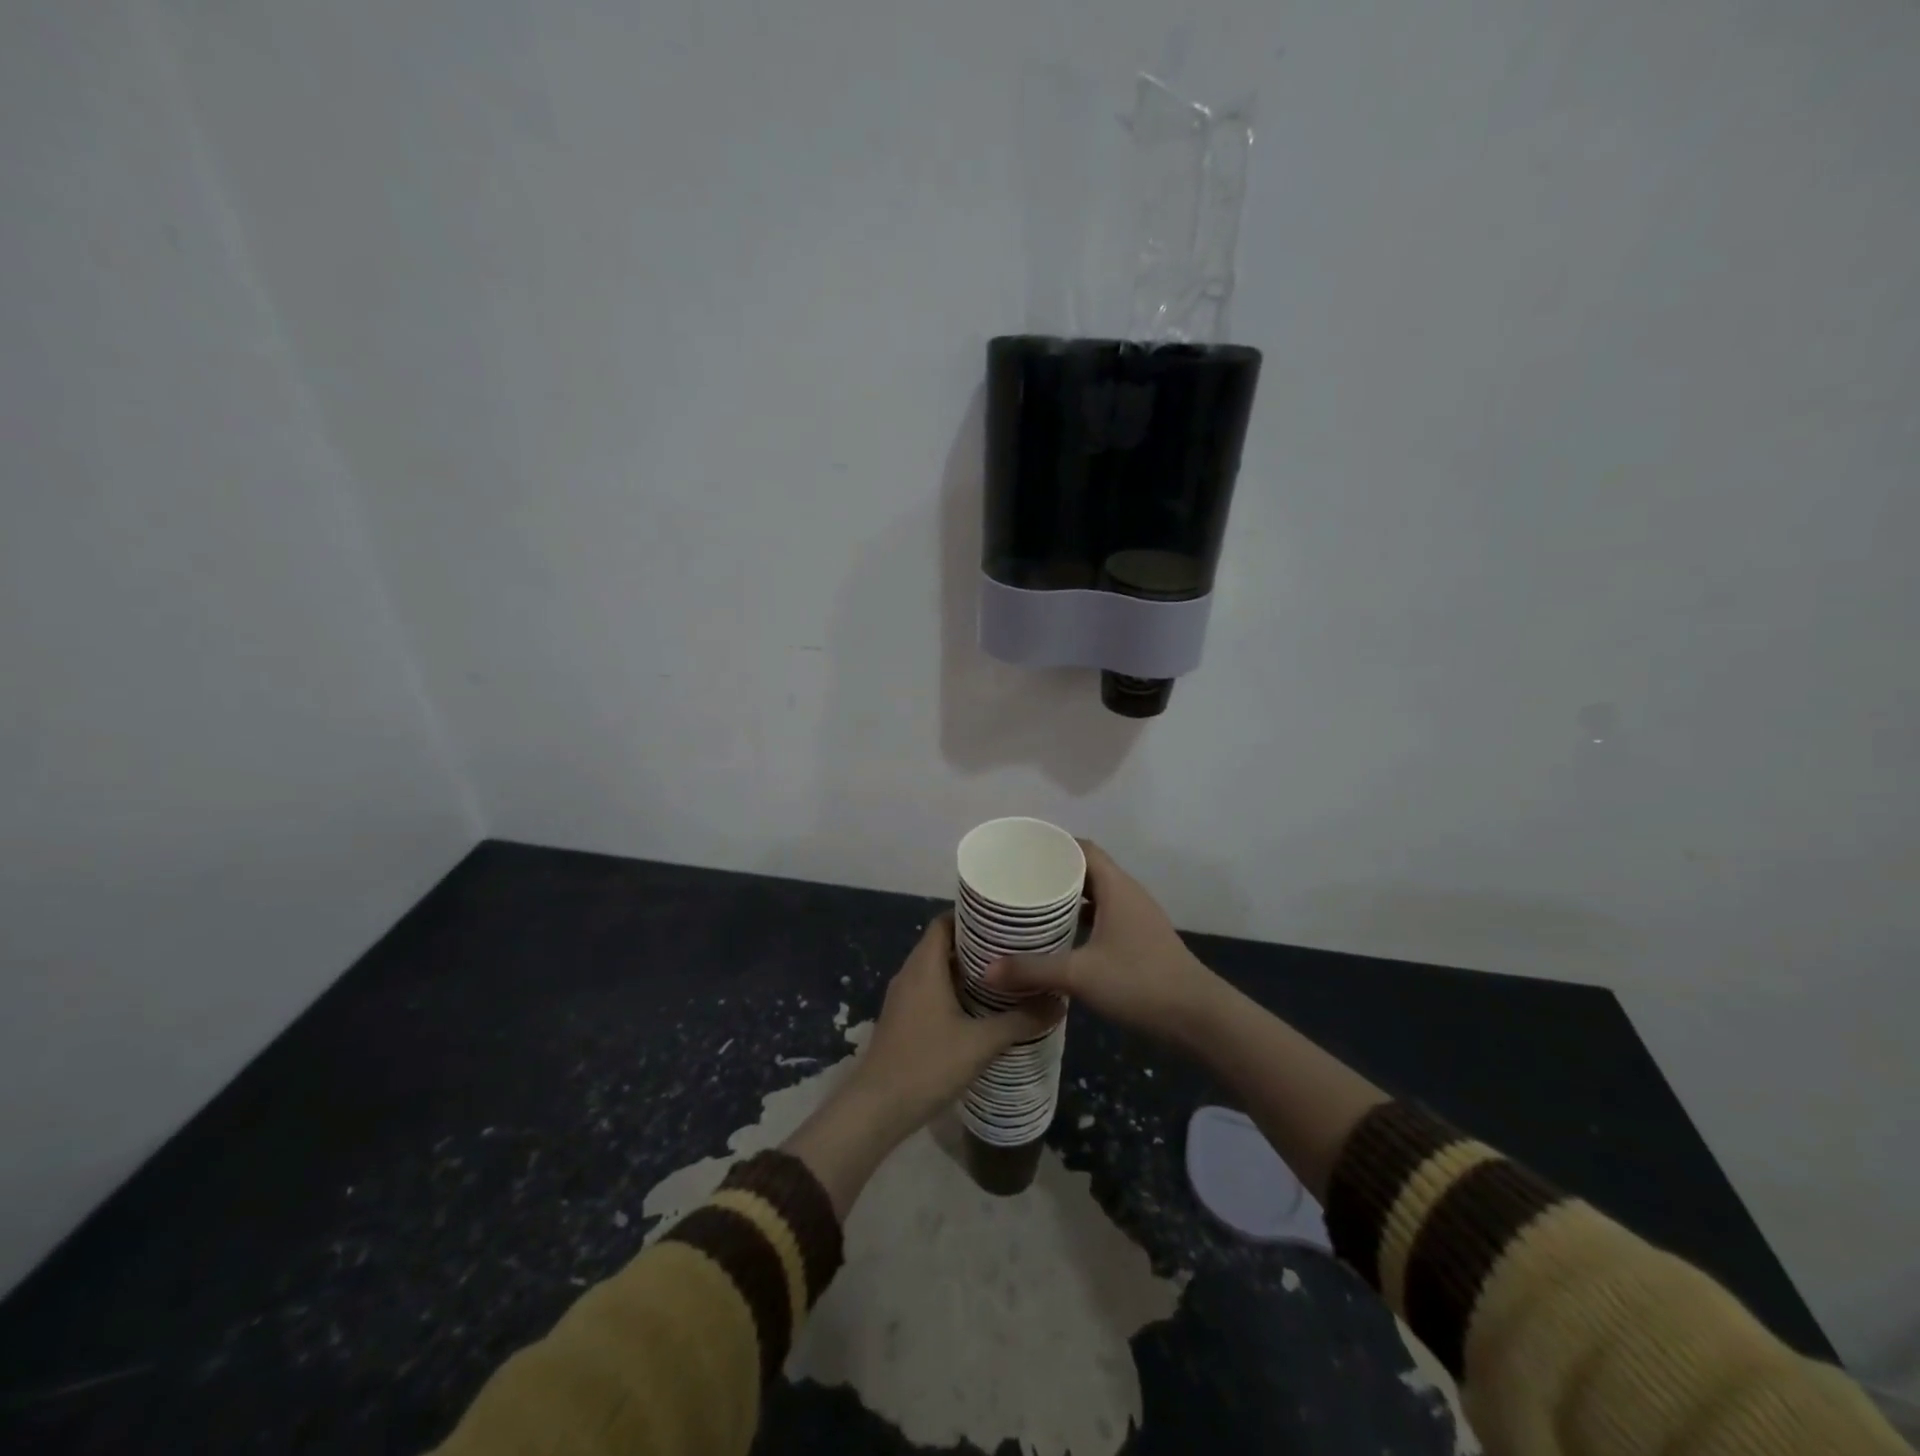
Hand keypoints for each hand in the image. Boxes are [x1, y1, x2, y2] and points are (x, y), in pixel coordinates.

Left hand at [848, 912, 1061, 1137]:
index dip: (971, 916)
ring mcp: (902, 997)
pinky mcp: (902, 1019)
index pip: (944, 921)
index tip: (1003, 921)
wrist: (876, 1109)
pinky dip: (953, 991)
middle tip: (1014, 949)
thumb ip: (1020, 1021)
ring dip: (966, 970)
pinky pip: (930, 990)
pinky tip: (979, 1009)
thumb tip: (1059, 1002)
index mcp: (924, 966)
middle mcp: (910, 973)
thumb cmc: (927, 1064)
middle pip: (942, 944)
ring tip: (1004, 977)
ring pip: (936, 969)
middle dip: (976, 944)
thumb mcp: (981, 1043)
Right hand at [984, 840, 1217, 1043]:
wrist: (1199, 1018)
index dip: (1053, 845)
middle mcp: (1128, 895)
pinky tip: (1060, 939)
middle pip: (1088, 870)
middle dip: (1054, 873)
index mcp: (1117, 888)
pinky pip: (1105, 917)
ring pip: (1097, 896)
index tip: (1021, 852)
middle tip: (1017, 880)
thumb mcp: (1080, 975)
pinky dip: (1082, 920)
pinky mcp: (1141, 941)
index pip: (1083, 849)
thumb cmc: (1140, 982)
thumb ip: (1033, 970)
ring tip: (1032, 907)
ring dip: (1068, 898)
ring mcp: (1137, 919)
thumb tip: (987, 969)